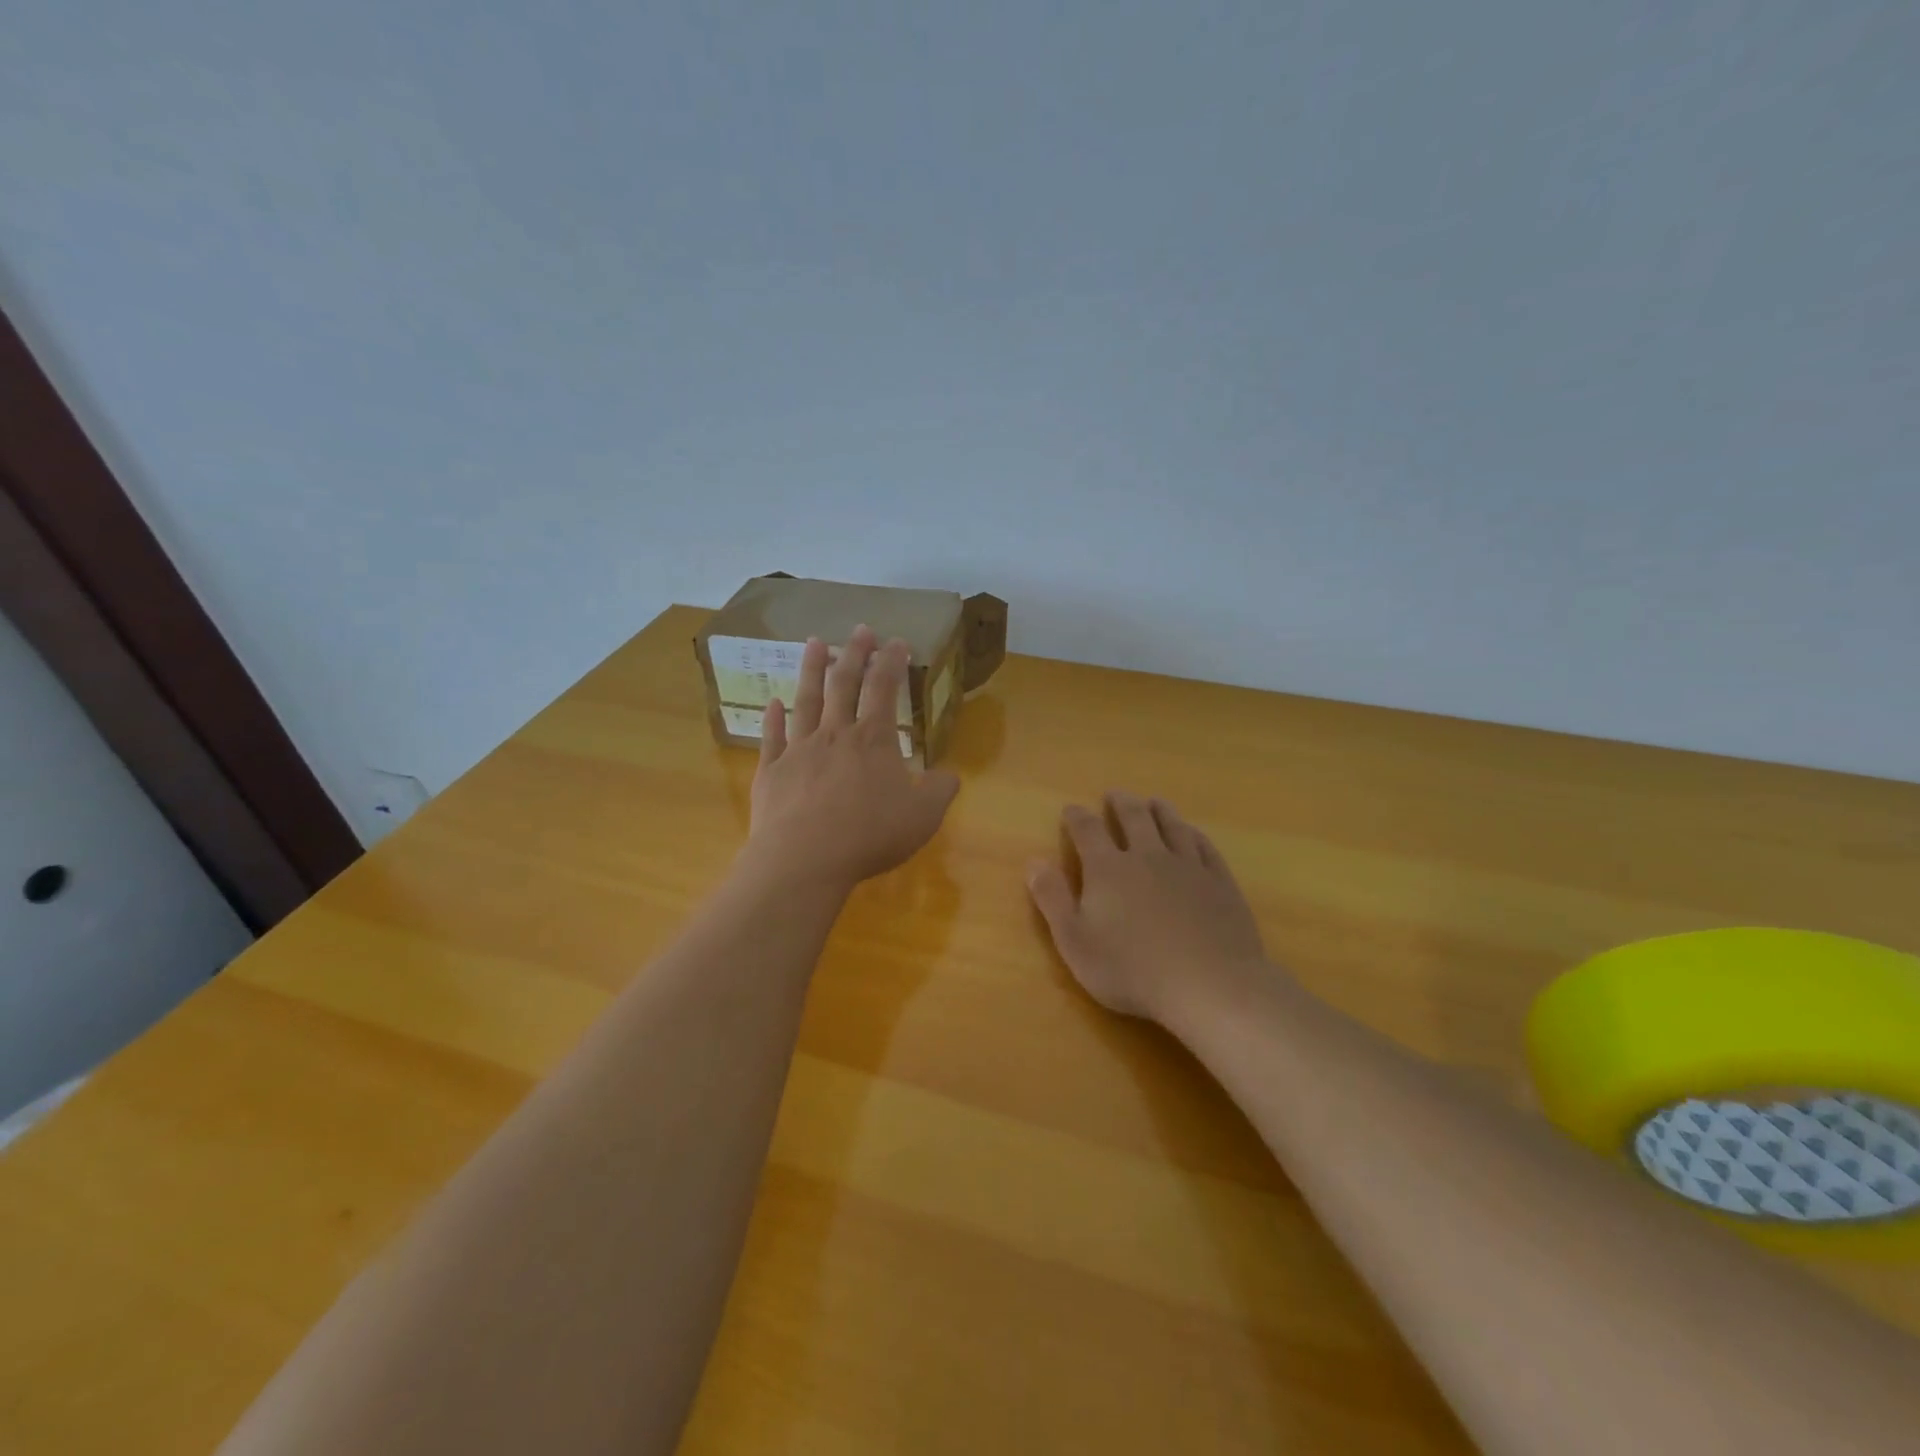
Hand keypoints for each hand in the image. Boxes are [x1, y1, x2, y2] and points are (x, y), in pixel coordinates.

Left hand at [747, 626, 960, 890]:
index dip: (891, 662)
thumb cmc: (869, 835)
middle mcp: (835, 734)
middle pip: (844, 683)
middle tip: (860, 629)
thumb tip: (950, 776)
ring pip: (806, 699)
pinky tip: (773, 702)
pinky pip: (771, 736)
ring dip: (811, 669)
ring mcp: (799, 749)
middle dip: (854, 653)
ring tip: (814, 643)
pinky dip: (772, 717)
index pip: (883, 689)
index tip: (896, 641)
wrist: (804, 859)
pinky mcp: (771, 770)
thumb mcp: (922, 817)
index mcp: (873, 740)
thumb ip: (939, 792)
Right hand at [1027, 792, 1269, 1024]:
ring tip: (1154, 802)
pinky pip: (1205, 847)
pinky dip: (1194, 834)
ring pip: (1172, 826)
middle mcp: (1147, 856)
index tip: (1071, 809)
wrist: (1209, 985)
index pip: (1088, 831)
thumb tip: (1034, 861)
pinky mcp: (1219, 882)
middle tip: (1115, 794)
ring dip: (1160, 811)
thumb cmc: (1132, 970)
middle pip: (1134, 818)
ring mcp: (1188, 866)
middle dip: (1121, 804)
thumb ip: (1053, 899)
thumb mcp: (1075, 942)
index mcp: (1108, 869)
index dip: (1077, 818)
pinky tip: (1192, 833)